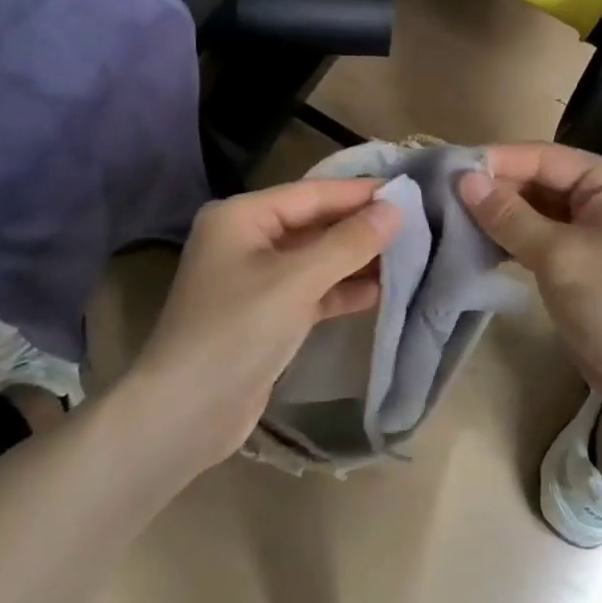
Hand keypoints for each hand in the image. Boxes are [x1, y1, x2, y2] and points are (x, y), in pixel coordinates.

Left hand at [127, 178, 400, 469]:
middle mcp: (246, 240)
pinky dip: (342, 290)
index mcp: (241, 217)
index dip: (358, 192)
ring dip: (356, 259)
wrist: (186, 414)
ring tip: (409, 253)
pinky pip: (311, 291)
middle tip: (415, 221)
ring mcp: (255, 280)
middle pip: (313, 224)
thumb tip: (394, 209)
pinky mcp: (267, 315)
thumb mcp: (296, 281)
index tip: (408, 189)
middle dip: (360, 225)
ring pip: (316, 259)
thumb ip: (348, 243)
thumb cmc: (237, 331)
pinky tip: (381, 291)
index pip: (311, 193)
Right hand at [458, 143, 601, 436]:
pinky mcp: (587, 260)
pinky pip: (544, 236)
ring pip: (539, 209)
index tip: (449, 169)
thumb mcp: (559, 256)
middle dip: (497, 188)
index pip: (546, 157)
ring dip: (501, 215)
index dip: (498, 161)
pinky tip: (479, 243)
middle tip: (444, 196)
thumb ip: (509, 215)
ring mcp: (599, 230)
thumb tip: (464, 180)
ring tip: (454, 218)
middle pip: (542, 180)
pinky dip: (514, 238)